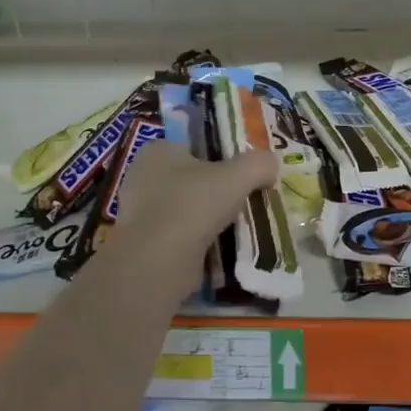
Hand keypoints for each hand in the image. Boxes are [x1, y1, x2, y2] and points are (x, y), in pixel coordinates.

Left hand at [97, 141, 277, 296]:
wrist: (158, 263)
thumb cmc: (193, 206)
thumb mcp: (238, 176)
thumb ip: (259, 163)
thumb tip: (271, 164)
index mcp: (157, 150)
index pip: (195, 147)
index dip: (222, 158)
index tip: (245, 175)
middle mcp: (142, 177)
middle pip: (192, 179)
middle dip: (216, 191)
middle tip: (246, 201)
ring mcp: (139, 213)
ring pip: (186, 209)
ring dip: (208, 219)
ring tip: (239, 227)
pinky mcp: (143, 244)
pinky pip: (179, 236)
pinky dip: (198, 242)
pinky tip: (221, 249)